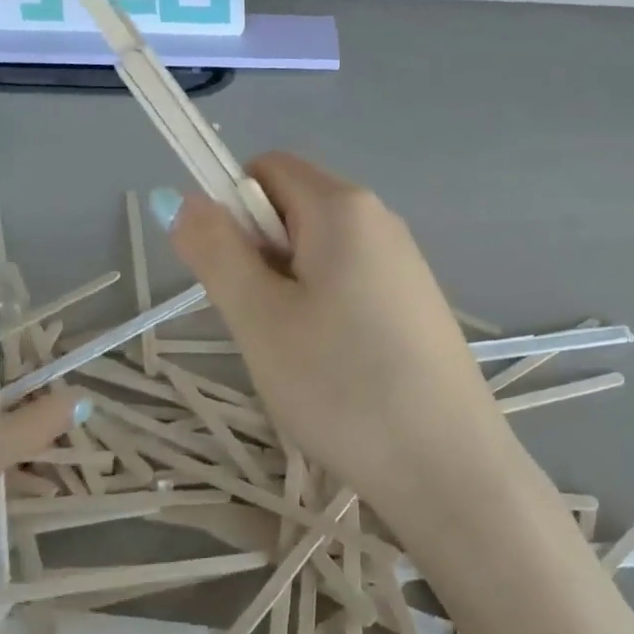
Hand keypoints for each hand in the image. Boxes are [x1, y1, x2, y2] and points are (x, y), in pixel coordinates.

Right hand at [158, 154, 506, 513]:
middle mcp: (381, 218)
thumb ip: (216, 250)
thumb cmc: (342, 384)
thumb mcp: (260, 317)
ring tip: (300, 355)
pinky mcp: (416, 301)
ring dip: (290, 290)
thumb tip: (186, 198)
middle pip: (294, 209)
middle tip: (265, 325)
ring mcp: (405, 261)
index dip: (232, 209)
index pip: (267, 169)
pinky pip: (351, 282)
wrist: (447, 464)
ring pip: (320, 252)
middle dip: (261, 255)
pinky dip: (326, 311)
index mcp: (344, 206)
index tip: (234, 276)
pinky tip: (336, 368)